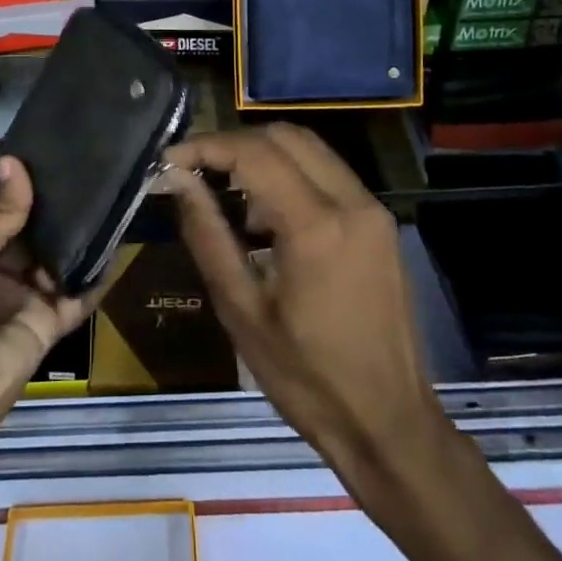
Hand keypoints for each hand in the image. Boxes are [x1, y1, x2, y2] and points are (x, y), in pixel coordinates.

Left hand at [0, 156, 95, 463]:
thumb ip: (0, 212)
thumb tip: (15, 160)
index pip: (4, 218)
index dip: (27, 193)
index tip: (57, 159)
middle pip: (35, 239)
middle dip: (59, 213)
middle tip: (94, 172)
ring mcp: (23, 303)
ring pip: (58, 264)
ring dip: (81, 240)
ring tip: (112, 197)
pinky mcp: (47, 329)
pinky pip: (76, 299)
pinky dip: (96, 277)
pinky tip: (117, 244)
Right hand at [165, 124, 449, 495]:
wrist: (391, 424)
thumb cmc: (307, 379)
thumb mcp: (242, 311)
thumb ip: (207, 235)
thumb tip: (178, 181)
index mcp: (316, 226)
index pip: (254, 153)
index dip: (206, 146)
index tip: (170, 159)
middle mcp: (351, 202)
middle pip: (285, 136)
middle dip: (234, 143)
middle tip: (196, 170)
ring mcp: (373, 210)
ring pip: (310, 150)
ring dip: (264, 156)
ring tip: (227, 195)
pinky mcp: (381, 224)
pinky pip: (329, 175)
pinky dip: (292, 176)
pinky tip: (267, 217)